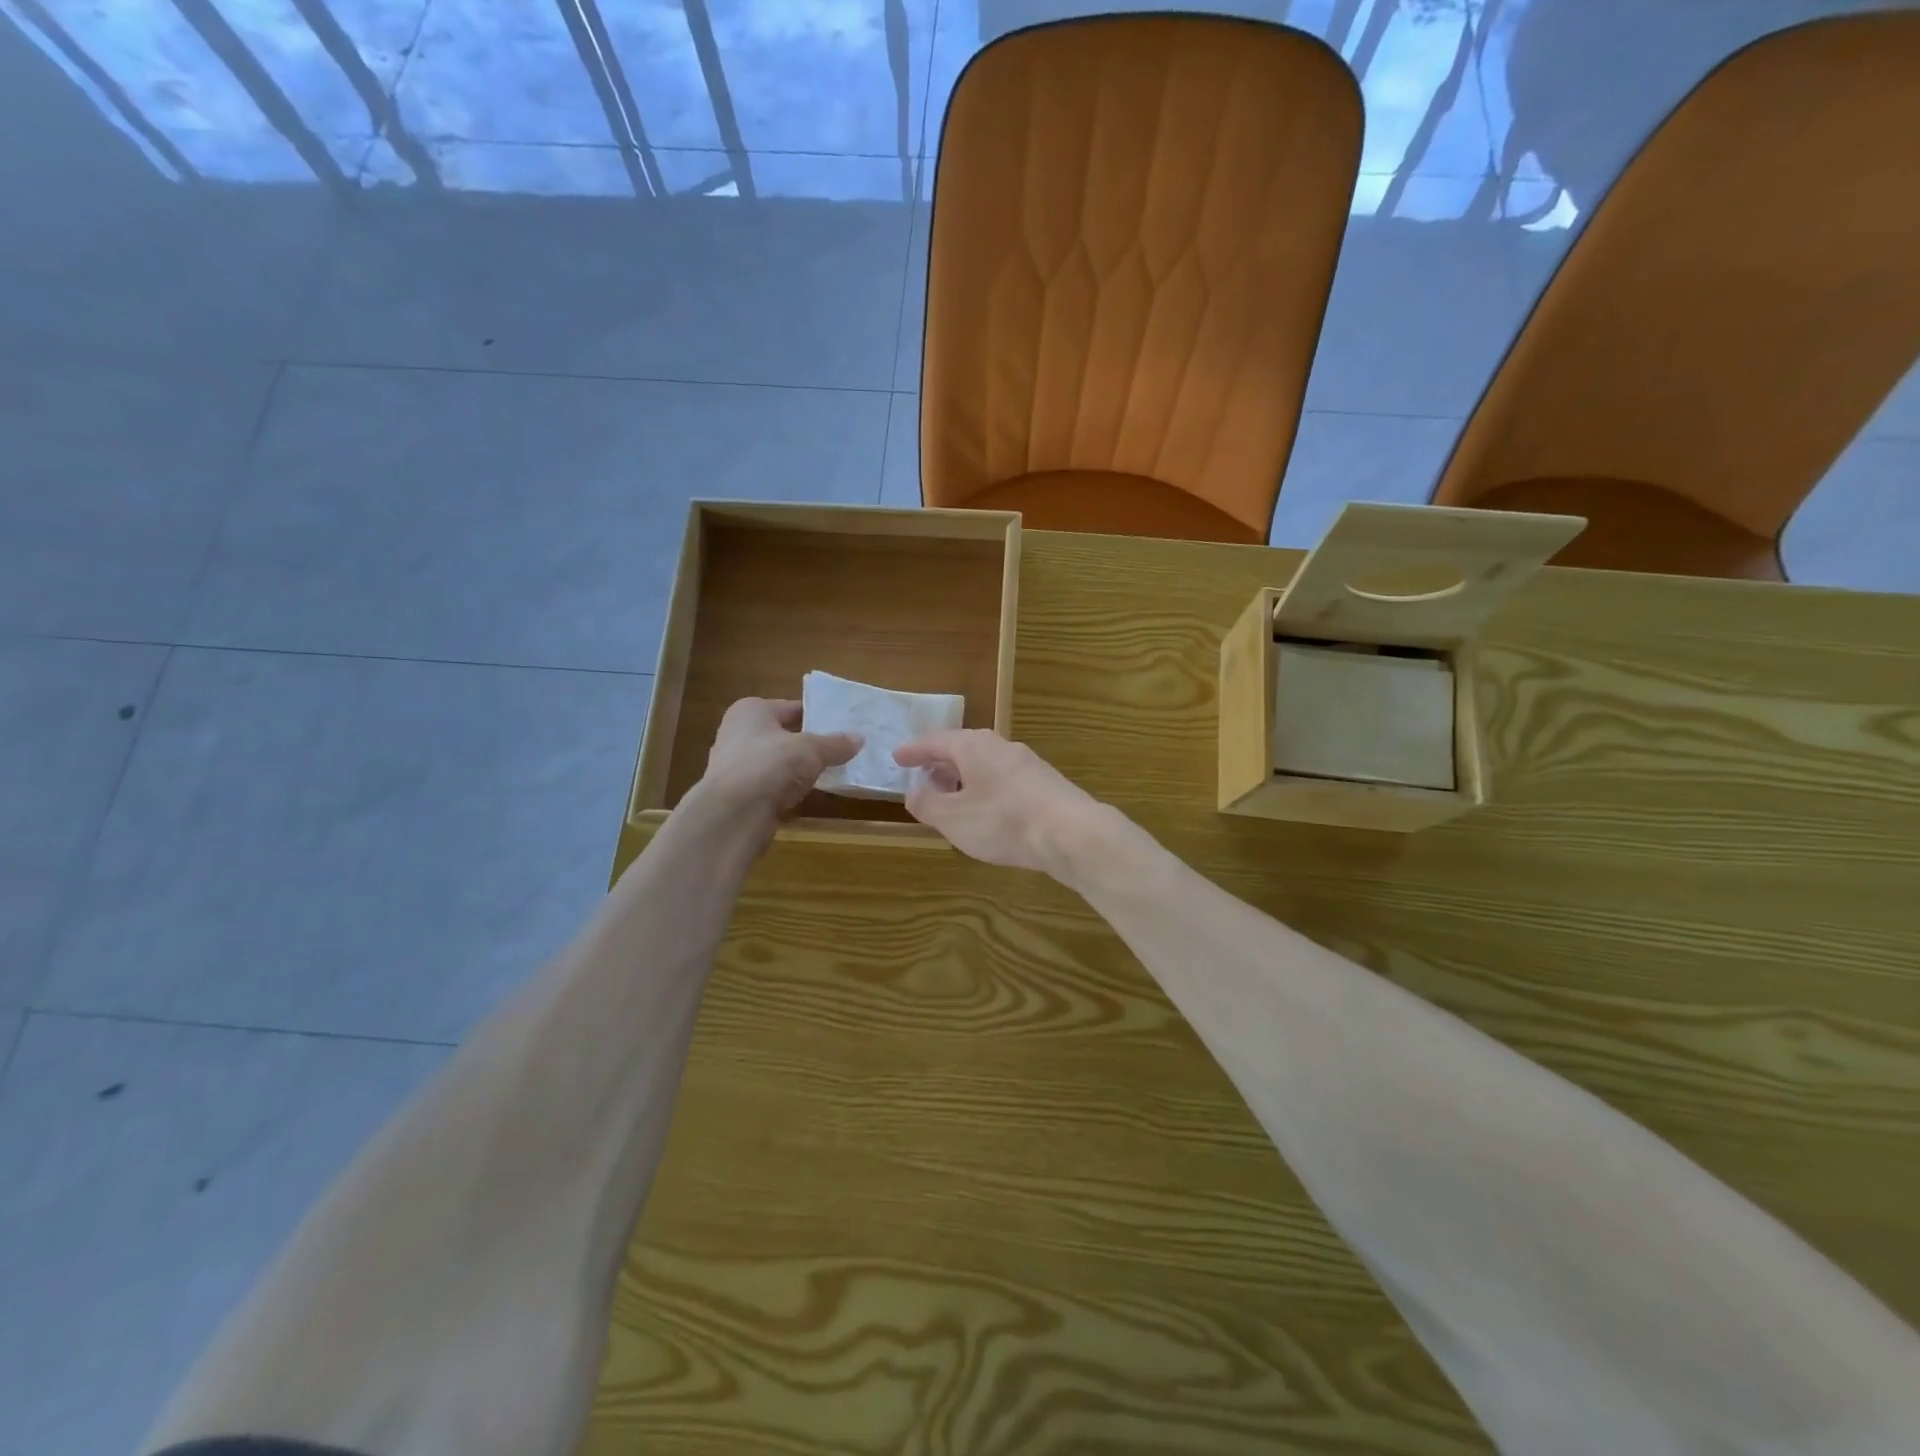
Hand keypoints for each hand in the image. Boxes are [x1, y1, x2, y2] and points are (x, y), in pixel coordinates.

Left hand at [697, 698, 860, 825]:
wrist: (733, 815)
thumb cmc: (770, 765)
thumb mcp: (811, 750)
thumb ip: (836, 744)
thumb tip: (860, 738)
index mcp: (751, 711)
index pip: (792, 707)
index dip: (817, 715)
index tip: (843, 726)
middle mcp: (738, 734)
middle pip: (783, 735)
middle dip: (809, 744)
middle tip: (842, 750)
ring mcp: (735, 767)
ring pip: (777, 764)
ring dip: (799, 770)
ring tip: (832, 774)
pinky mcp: (739, 796)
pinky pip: (772, 788)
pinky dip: (789, 791)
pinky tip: (810, 797)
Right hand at [893, 730, 1111, 875]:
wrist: (1071, 833)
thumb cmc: (1003, 821)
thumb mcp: (953, 817)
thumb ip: (927, 804)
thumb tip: (914, 792)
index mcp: (973, 746)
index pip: (935, 741)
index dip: (913, 751)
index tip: (896, 757)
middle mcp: (1000, 746)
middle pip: (962, 749)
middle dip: (940, 764)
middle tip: (922, 778)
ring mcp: (1026, 764)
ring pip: (984, 765)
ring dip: (963, 779)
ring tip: (950, 799)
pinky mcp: (1044, 784)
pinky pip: (1002, 780)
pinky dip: (984, 790)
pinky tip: (984, 813)